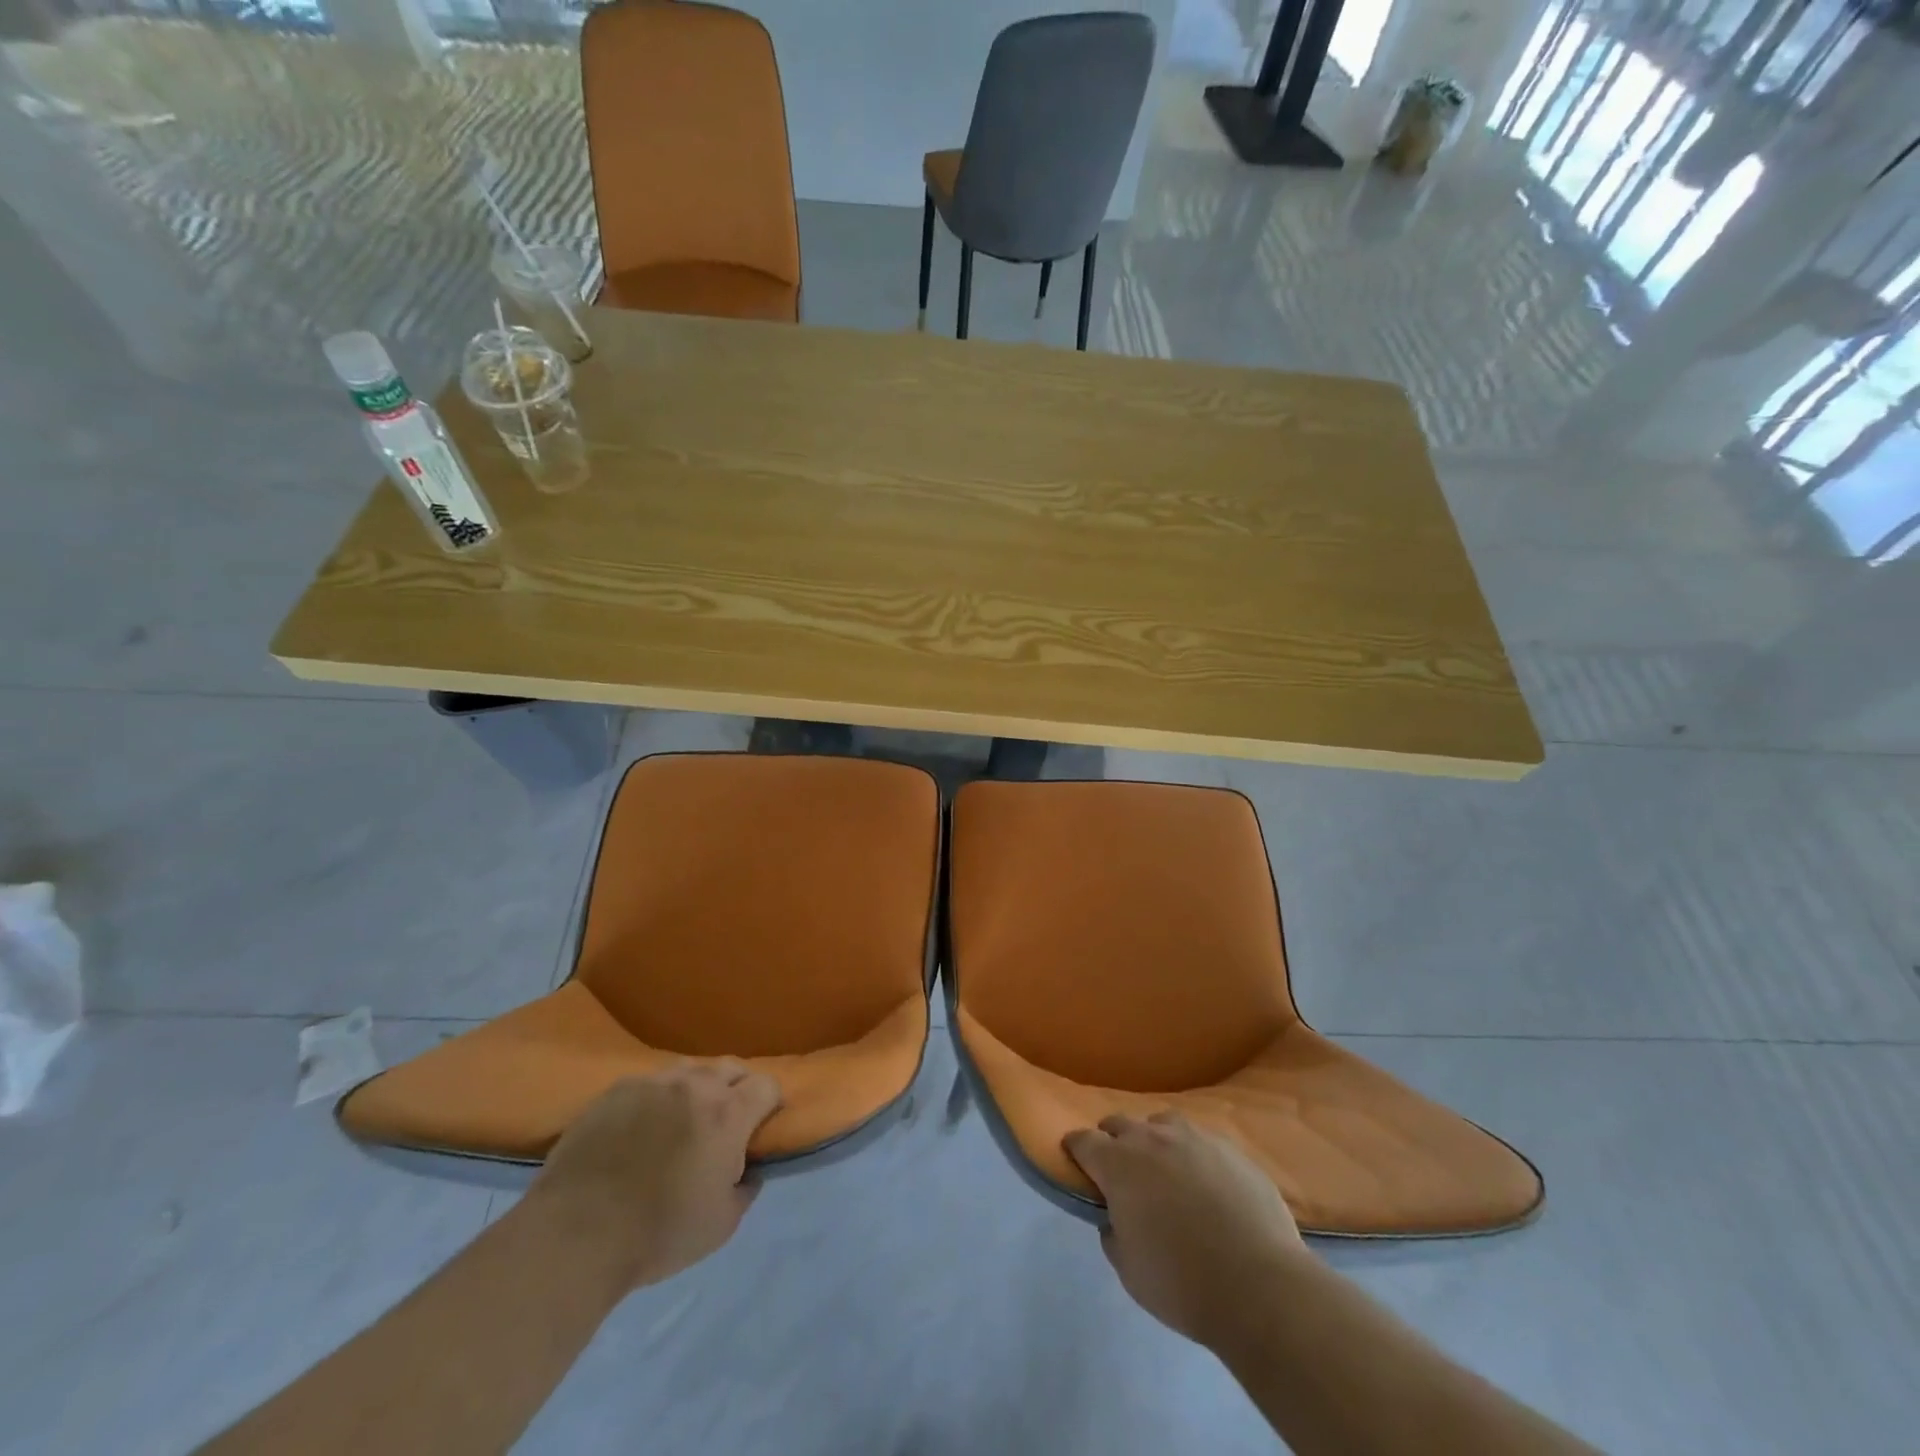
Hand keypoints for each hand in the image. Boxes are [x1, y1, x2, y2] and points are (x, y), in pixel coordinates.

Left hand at [529, 1063, 781, 1290]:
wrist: (575, 1235)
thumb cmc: (658, 1234)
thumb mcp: (721, 1225)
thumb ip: (745, 1189)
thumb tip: (748, 1170)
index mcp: (728, 1113)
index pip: (767, 1085)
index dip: (770, 1104)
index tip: (761, 1127)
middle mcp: (696, 1085)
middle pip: (731, 1067)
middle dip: (737, 1088)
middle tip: (726, 1123)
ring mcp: (653, 1082)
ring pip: (691, 1069)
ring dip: (698, 1088)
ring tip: (684, 1119)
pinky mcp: (616, 1090)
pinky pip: (650, 1083)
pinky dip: (657, 1099)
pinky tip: (642, 1127)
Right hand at [1063, 1110, 1308, 1349]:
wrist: (1260, 1285)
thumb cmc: (1182, 1283)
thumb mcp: (1128, 1270)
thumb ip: (1113, 1233)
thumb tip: (1114, 1216)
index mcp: (1118, 1164)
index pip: (1083, 1141)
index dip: (1075, 1149)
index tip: (1075, 1159)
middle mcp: (1151, 1138)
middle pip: (1120, 1124)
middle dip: (1113, 1140)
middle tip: (1119, 1169)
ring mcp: (1194, 1138)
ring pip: (1162, 1124)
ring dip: (1154, 1140)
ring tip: (1164, 1169)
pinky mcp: (1231, 1148)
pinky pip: (1201, 1141)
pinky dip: (1193, 1155)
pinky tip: (1205, 1182)